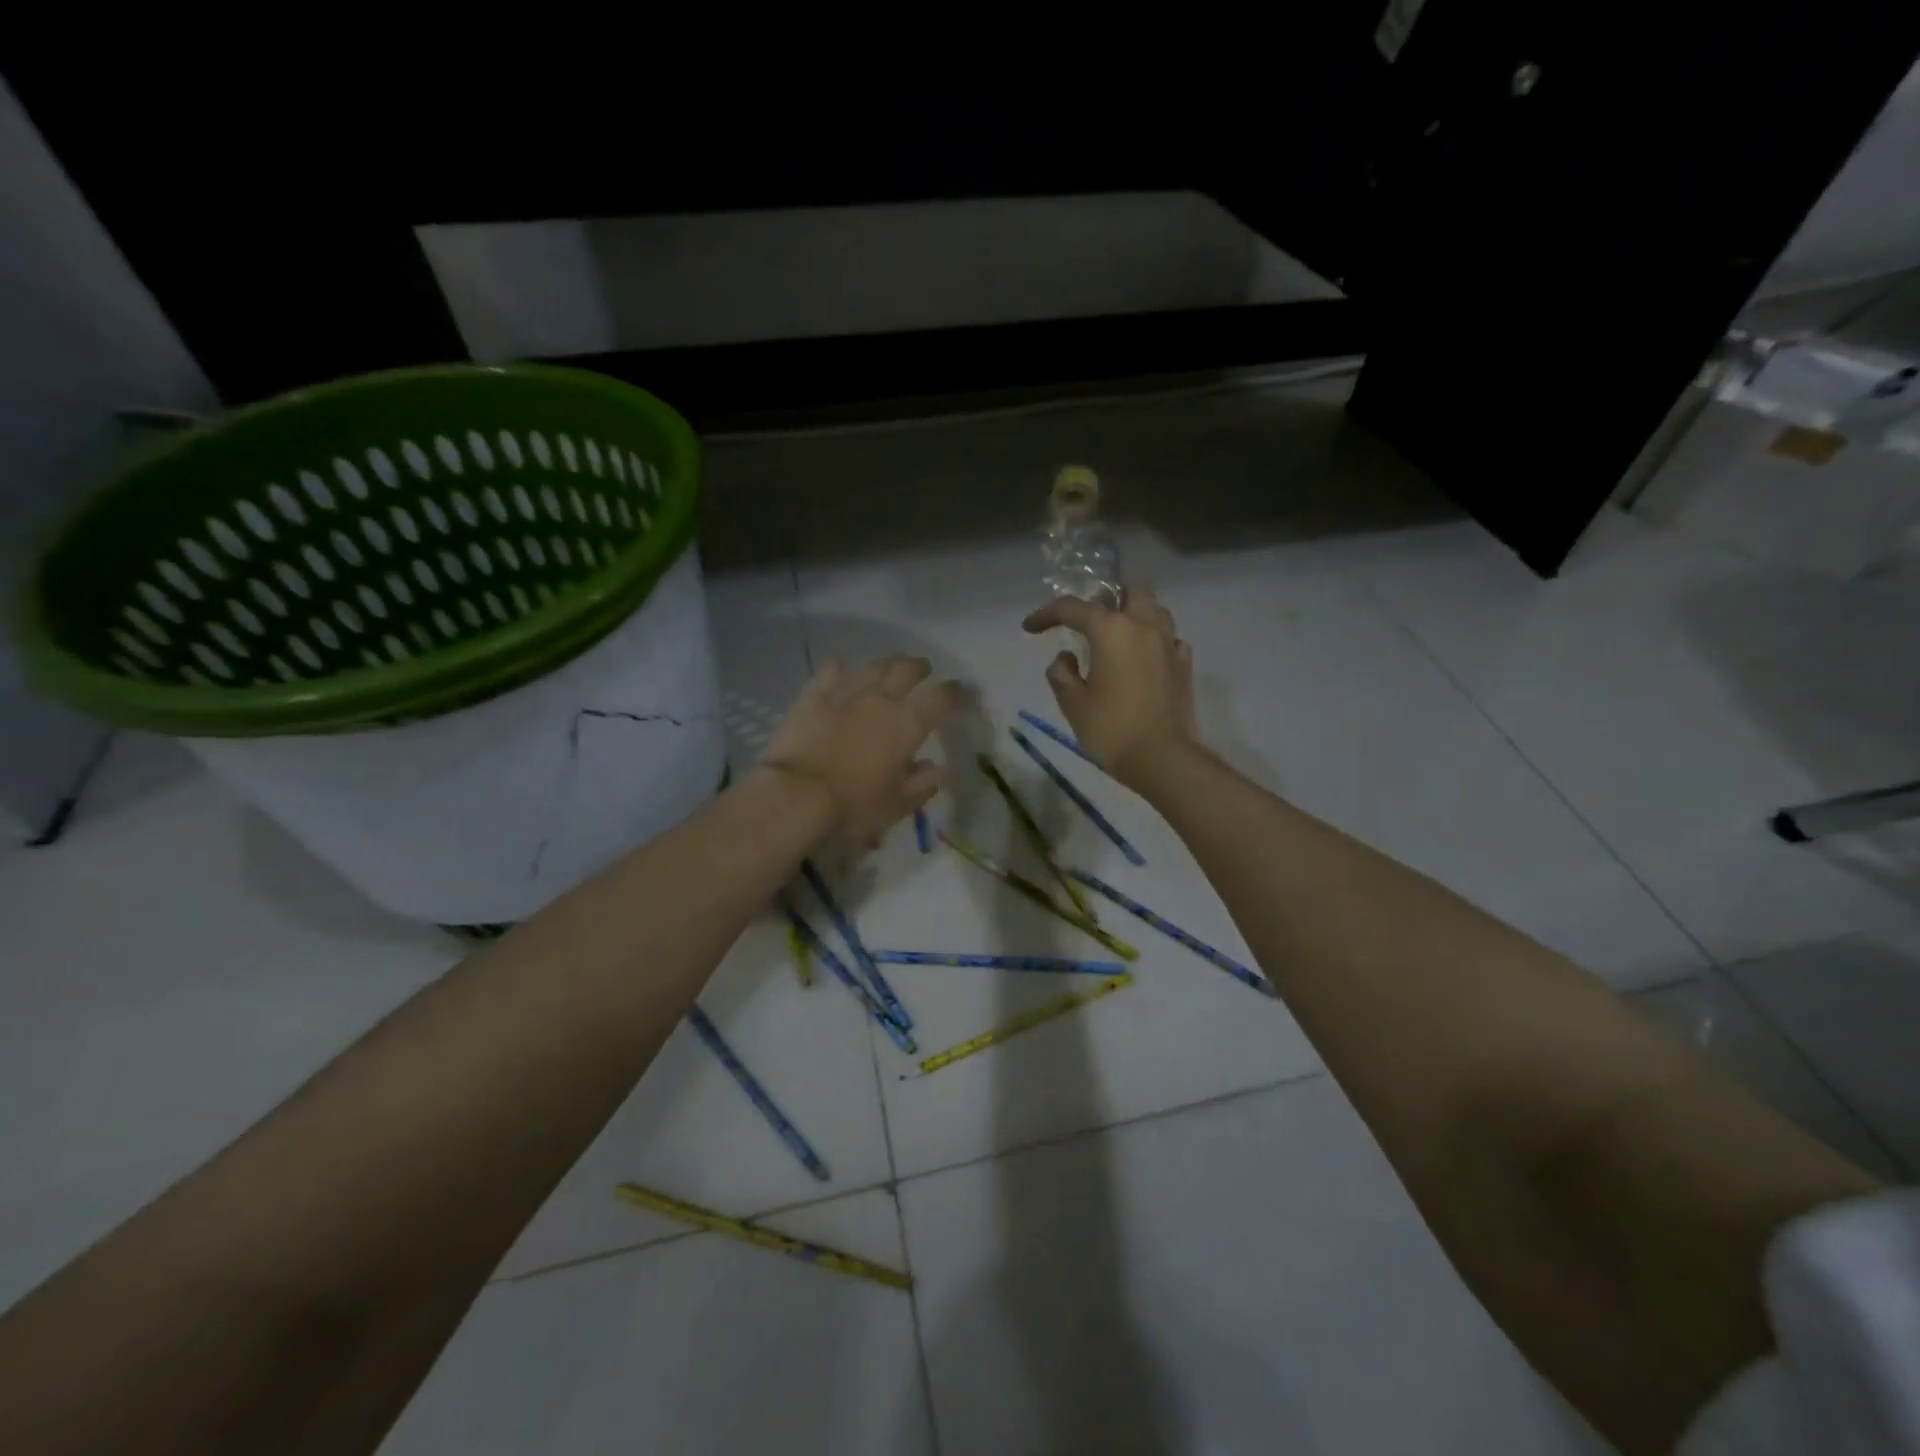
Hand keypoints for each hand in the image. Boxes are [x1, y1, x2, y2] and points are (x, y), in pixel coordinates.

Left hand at [761, 655, 962, 846]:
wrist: (797, 795)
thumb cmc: (853, 806)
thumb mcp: (897, 806)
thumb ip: (922, 785)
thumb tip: (936, 768)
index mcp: (908, 725)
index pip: (940, 699)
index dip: (953, 692)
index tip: (958, 691)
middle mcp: (881, 700)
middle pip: (906, 670)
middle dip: (920, 667)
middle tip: (924, 669)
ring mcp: (845, 693)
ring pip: (872, 666)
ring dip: (886, 663)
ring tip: (889, 666)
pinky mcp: (813, 696)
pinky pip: (830, 671)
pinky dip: (840, 668)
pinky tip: (841, 669)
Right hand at [1022, 583, 1197, 789]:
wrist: (1162, 758)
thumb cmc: (1111, 729)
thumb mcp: (1073, 704)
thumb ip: (1062, 674)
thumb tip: (1066, 658)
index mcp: (1111, 630)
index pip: (1072, 608)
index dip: (1046, 615)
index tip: (1030, 628)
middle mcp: (1143, 626)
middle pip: (1130, 588)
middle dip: (1107, 596)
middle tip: (1089, 619)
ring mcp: (1169, 644)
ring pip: (1155, 609)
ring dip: (1135, 614)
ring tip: (1117, 638)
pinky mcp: (1184, 665)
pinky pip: (1170, 638)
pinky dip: (1155, 641)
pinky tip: (1143, 659)